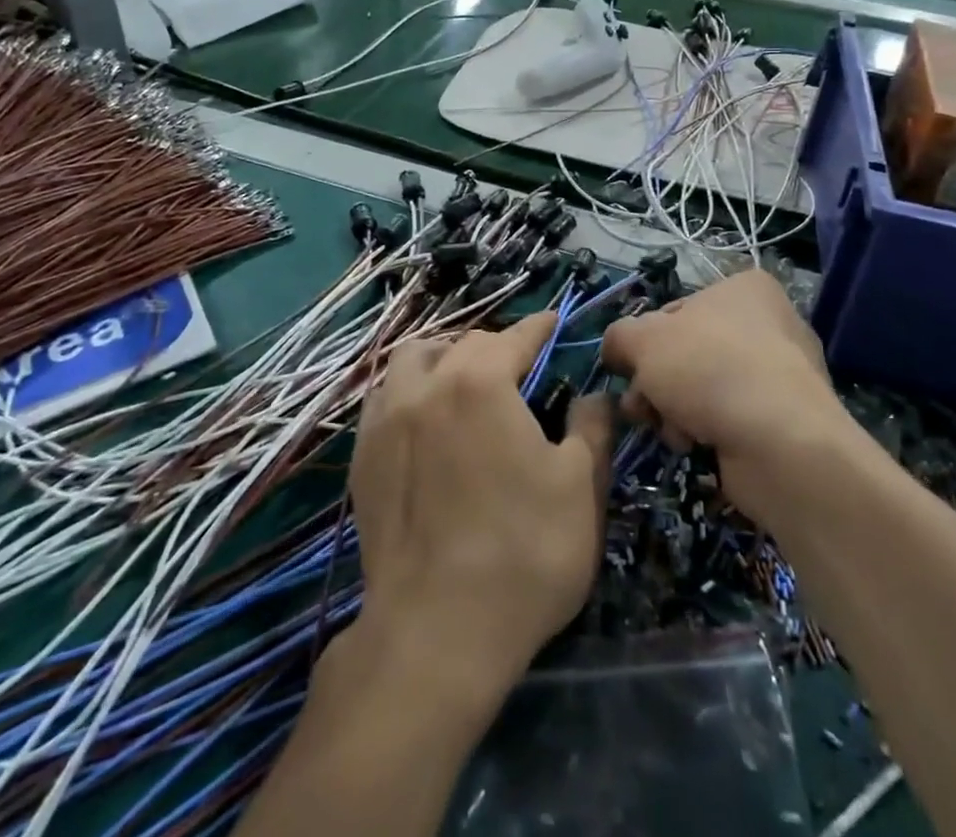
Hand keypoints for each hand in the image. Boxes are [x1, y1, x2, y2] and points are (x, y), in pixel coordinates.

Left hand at [350, 313, 614, 702]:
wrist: (434, 634)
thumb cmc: (523, 554)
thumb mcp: (581, 489)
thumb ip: (592, 427)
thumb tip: (592, 395)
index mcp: (481, 383)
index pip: (514, 336)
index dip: (538, 327)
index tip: (553, 321)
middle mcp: (427, 386)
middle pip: (464, 344)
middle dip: (496, 346)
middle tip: (518, 366)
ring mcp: (386, 420)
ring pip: (411, 360)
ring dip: (442, 359)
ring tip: (463, 383)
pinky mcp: (362, 457)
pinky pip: (384, 399)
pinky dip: (408, 392)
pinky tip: (424, 420)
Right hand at [600, 270, 871, 525]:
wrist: (779, 443)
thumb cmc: (708, 368)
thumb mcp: (643, 340)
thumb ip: (619, 336)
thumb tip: (615, 351)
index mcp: (744, 288)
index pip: (676, 310)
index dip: (645, 342)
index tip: (630, 369)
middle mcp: (769, 324)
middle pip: (686, 353)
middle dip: (656, 384)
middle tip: (641, 407)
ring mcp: (782, 375)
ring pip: (703, 389)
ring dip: (674, 411)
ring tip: (672, 430)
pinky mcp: (787, 422)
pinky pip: (729, 421)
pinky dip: (706, 433)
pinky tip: (698, 446)